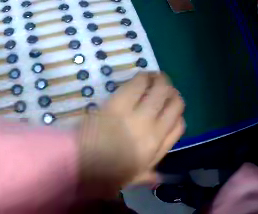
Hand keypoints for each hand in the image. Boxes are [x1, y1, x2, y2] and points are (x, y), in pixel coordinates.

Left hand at [78, 72, 184, 196]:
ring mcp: (137, 115)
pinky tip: (143, 77)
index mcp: (156, 149)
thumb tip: (159, 178)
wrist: (78, 164)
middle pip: (175, 103)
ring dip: (162, 81)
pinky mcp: (118, 103)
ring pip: (161, 90)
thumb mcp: (130, 180)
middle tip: (165, 90)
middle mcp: (153, 129)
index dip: (178, 115)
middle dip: (173, 94)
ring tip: (156, 79)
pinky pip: (138, 84)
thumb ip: (148, 176)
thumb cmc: (105, 175)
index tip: (170, 112)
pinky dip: (144, 77)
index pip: (179, 126)